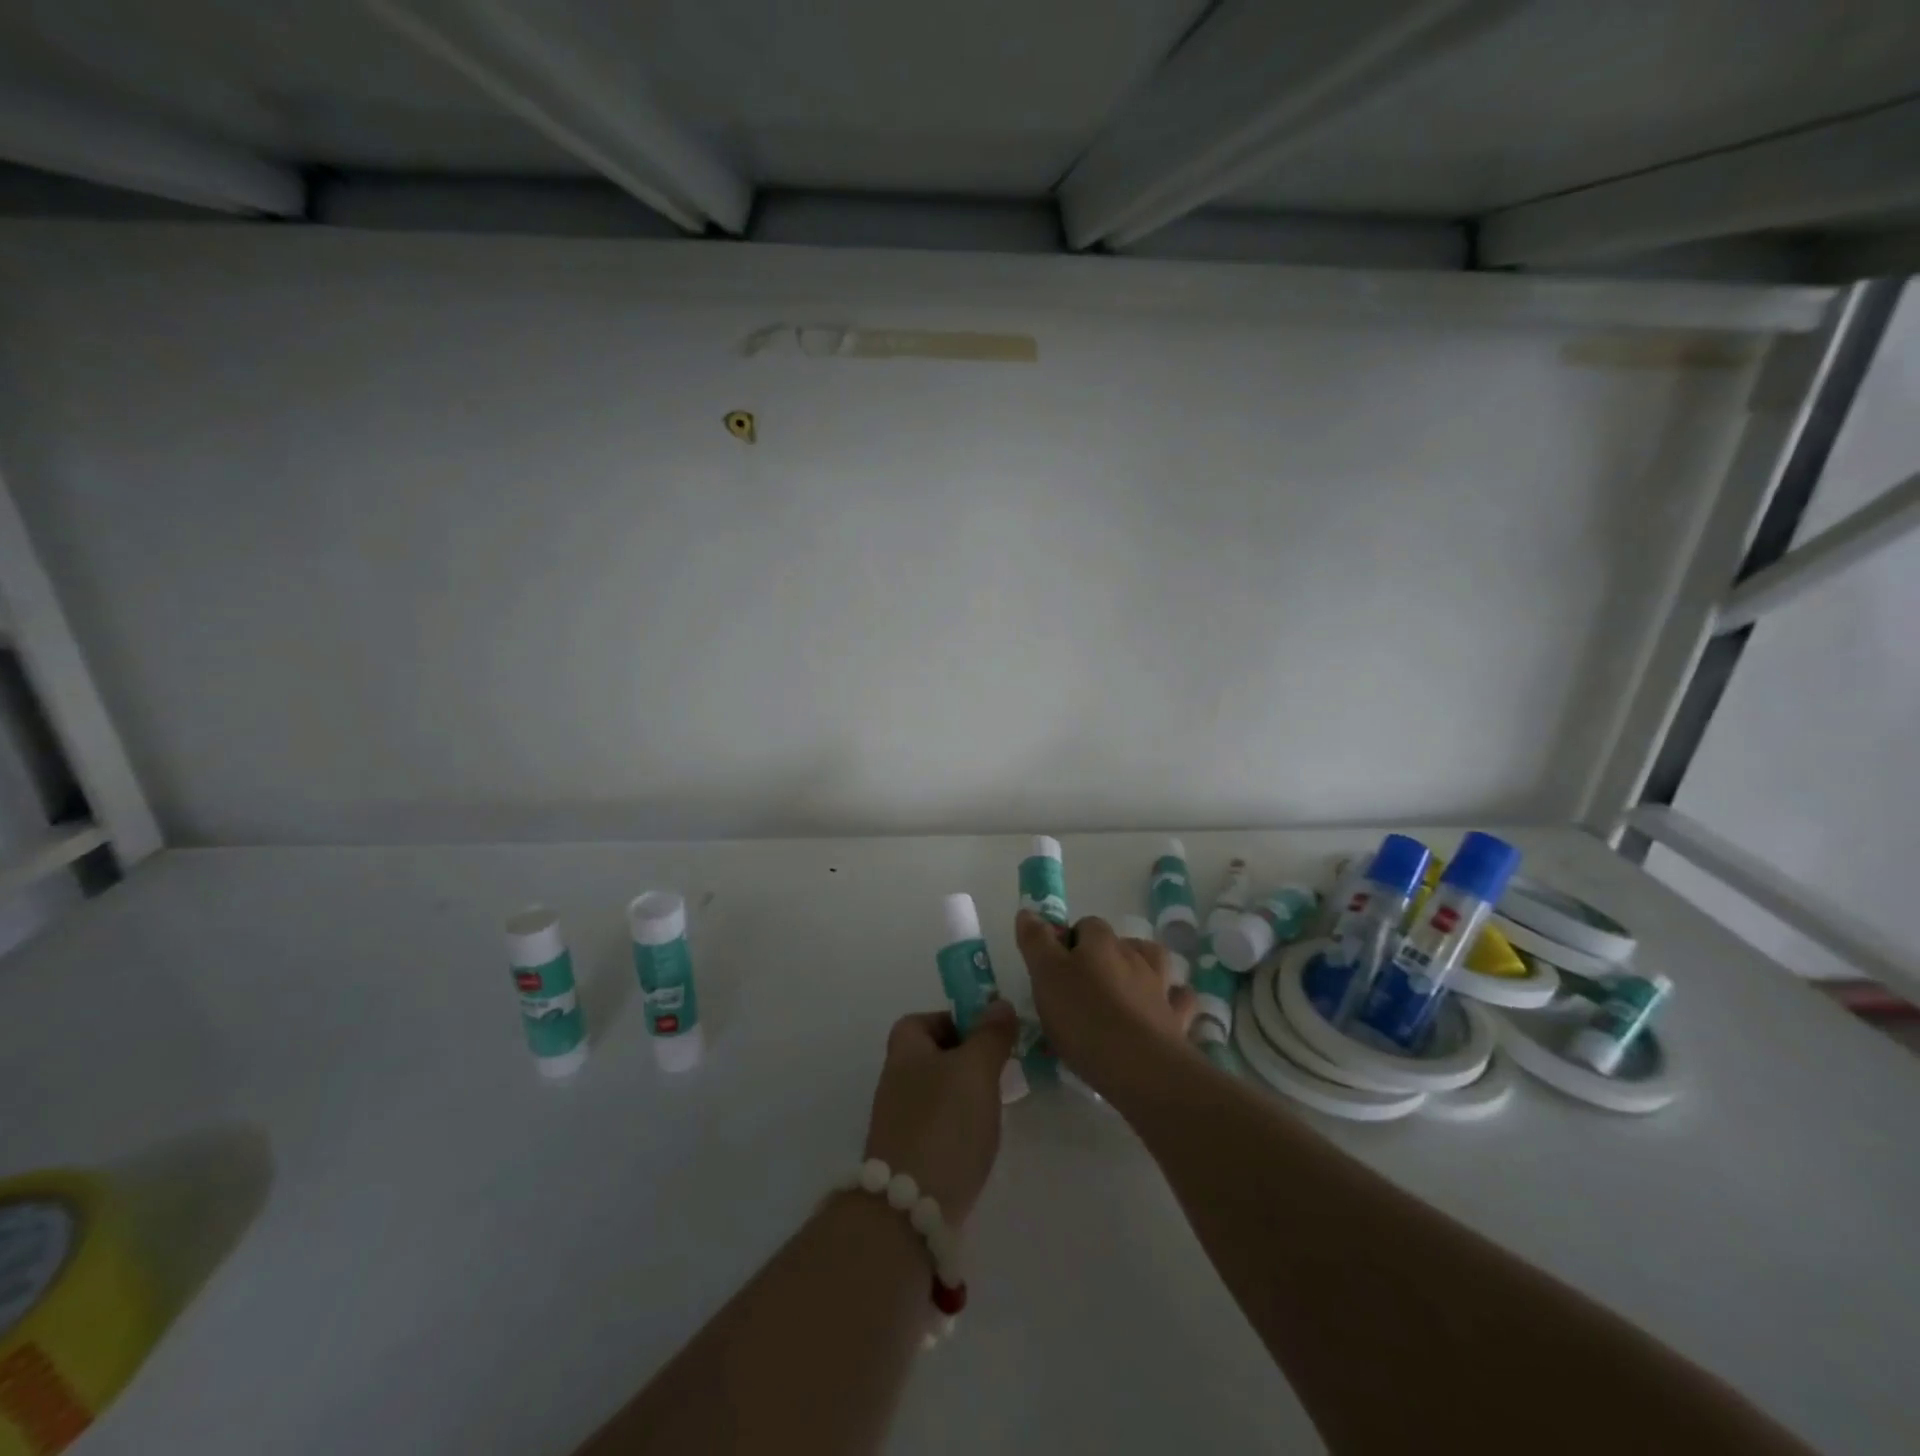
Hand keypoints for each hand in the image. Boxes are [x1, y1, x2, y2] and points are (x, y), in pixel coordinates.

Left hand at [862, 1001, 1018, 1225]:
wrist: (910, 1208)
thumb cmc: (944, 1122)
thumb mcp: (976, 1068)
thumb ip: (990, 1034)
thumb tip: (999, 1004)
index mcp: (904, 1049)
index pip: (926, 1019)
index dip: (958, 1021)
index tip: (990, 1036)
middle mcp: (896, 1079)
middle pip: (934, 1055)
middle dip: (968, 1060)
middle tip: (1001, 1070)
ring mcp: (900, 1120)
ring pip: (939, 1092)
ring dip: (967, 1095)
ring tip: (997, 1106)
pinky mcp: (910, 1156)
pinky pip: (940, 1126)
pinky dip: (961, 1127)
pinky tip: (981, 1141)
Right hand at [1015, 911, 1196, 1101]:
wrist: (1141, 1067)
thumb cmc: (1084, 1017)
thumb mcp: (1046, 976)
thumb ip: (1036, 942)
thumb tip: (1028, 912)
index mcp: (1101, 943)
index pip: (1086, 925)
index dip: (1069, 941)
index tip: (1054, 969)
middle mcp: (1134, 956)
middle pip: (1119, 943)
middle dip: (1103, 956)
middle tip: (1081, 987)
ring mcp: (1160, 987)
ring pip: (1154, 963)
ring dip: (1141, 969)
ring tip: (1124, 989)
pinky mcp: (1176, 1020)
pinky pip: (1178, 1001)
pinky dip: (1171, 1000)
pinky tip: (1162, 1009)